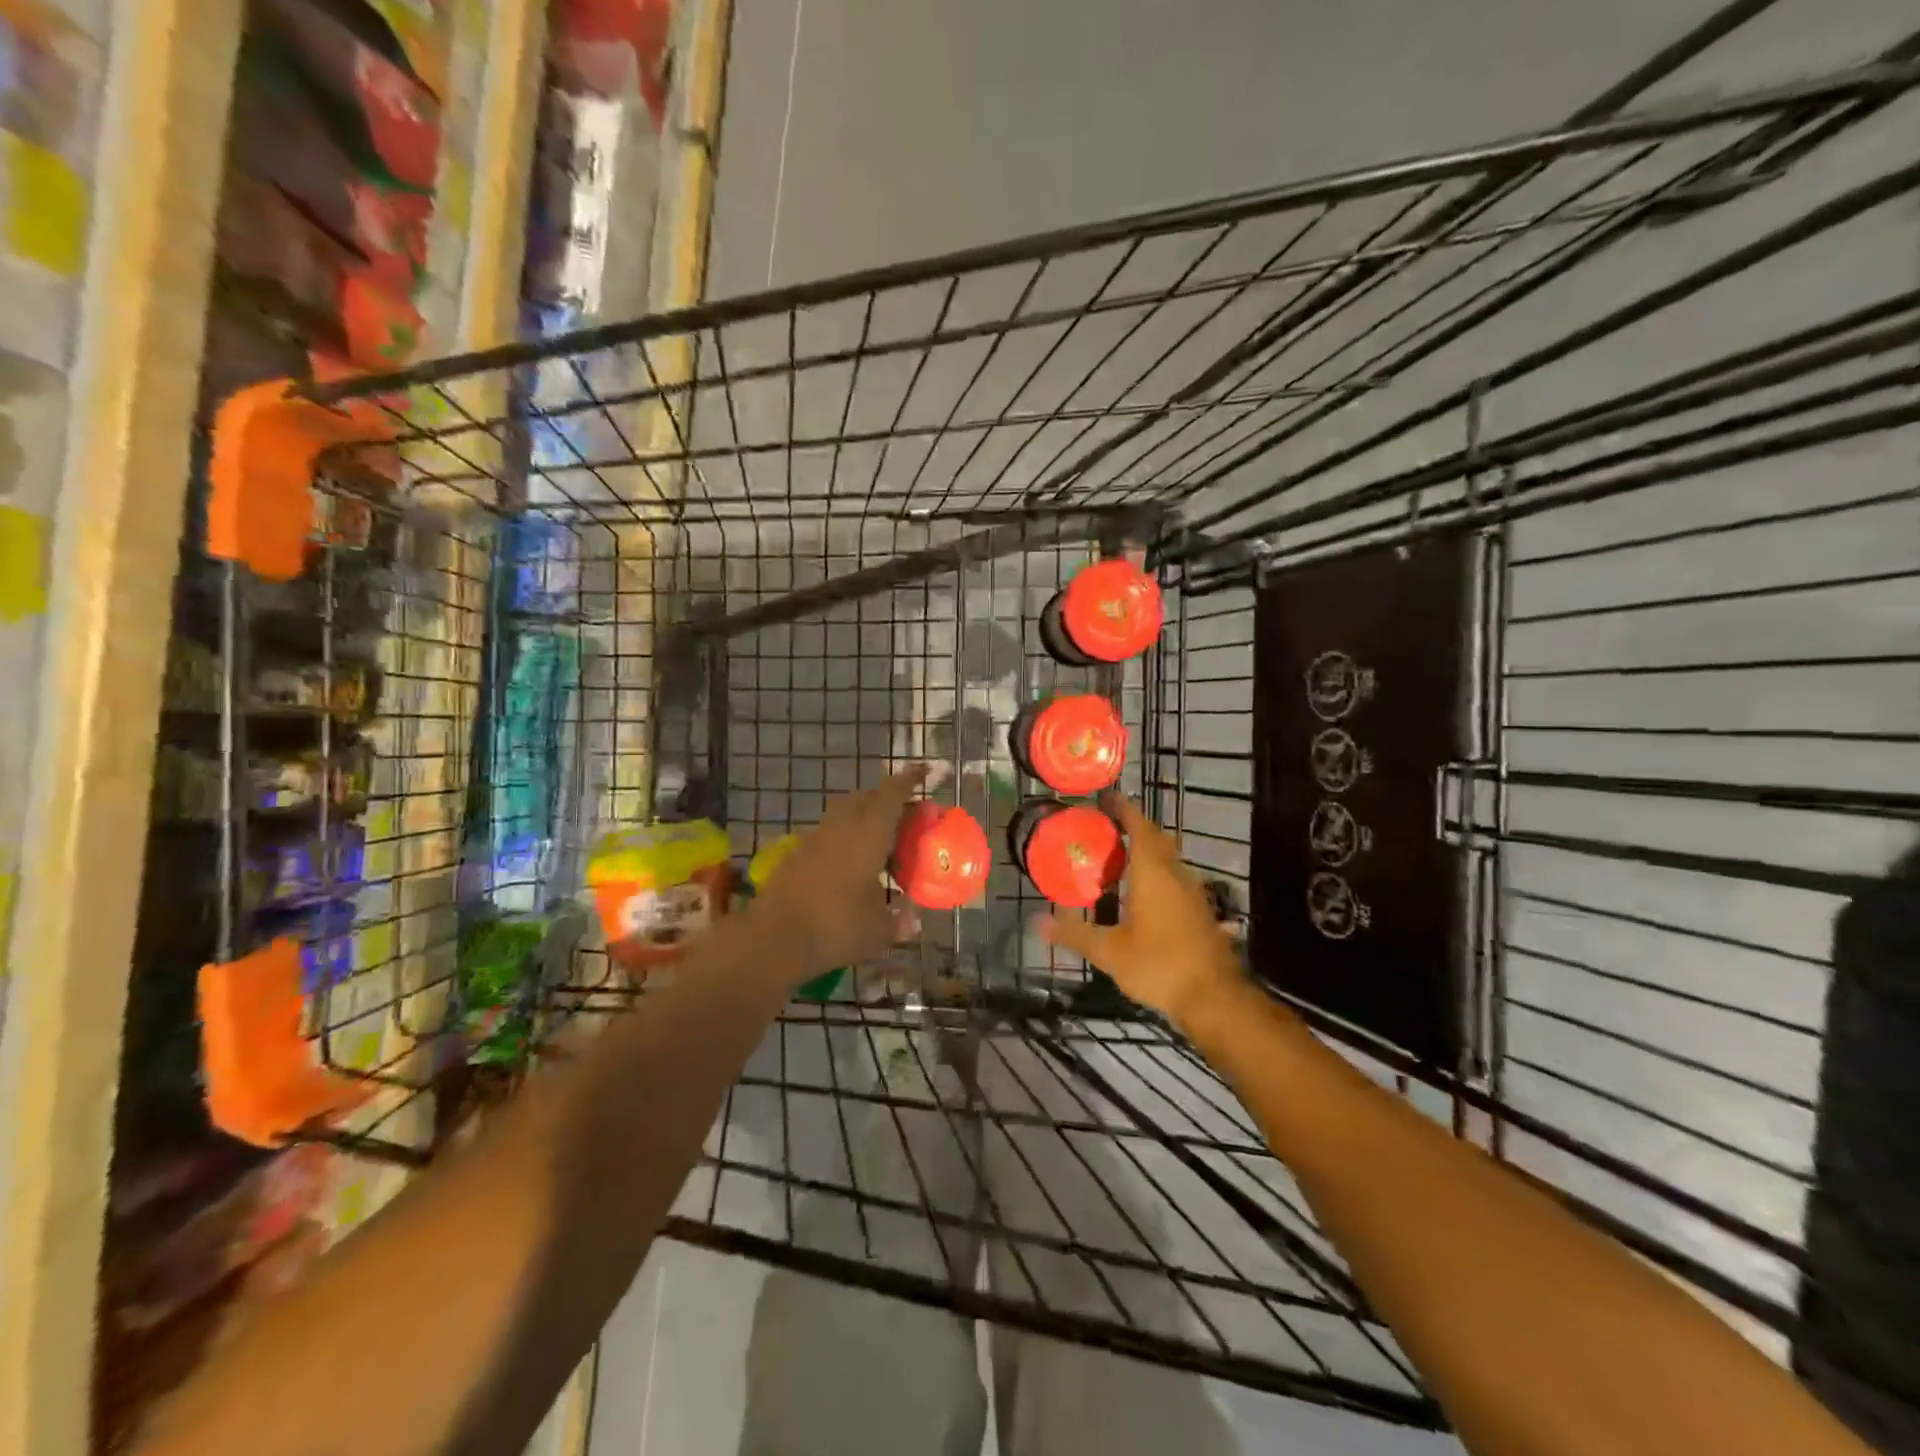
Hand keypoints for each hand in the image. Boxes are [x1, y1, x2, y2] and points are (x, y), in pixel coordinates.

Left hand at [747, 763, 934, 981]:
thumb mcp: (877, 930)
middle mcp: (841, 828)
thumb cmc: (836, 927)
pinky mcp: (795, 857)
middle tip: (903, 816)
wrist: (773, 939)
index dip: (909, 780)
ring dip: (861, 818)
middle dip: (885, 799)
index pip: (892, 795)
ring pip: (842, 815)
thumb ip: (898, 921)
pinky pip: (826, 837)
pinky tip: (849, 866)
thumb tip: (912, 921)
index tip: (924, 771)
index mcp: (869, 834)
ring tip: (877, 842)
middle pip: (865, 798)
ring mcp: (814, 840)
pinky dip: (842, 841)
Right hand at [1039, 793, 1241, 1026]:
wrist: (1214, 998)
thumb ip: (1074, 934)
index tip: (1107, 797)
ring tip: (1118, 854)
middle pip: (1156, 838)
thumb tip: (1037, 922)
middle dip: (1134, 825)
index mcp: (1153, 874)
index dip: (1124, 809)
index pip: (1139, 827)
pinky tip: (1141, 891)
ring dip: (1146, 849)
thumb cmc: (1159, 966)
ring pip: (1168, 858)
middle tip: (1107, 824)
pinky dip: (1156, 871)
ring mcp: (1192, 893)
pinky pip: (1174, 877)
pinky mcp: (1199, 911)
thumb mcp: (1109, 952)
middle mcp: (1175, 875)